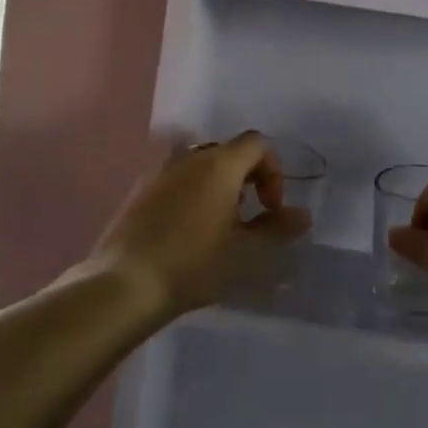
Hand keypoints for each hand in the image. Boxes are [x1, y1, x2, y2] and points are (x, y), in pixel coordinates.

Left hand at [88, 132, 312, 315]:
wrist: (124, 284)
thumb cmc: (194, 264)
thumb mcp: (246, 251)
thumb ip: (277, 228)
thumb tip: (302, 214)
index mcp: (219, 164)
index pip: (257, 143)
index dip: (273, 170)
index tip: (271, 207)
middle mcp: (189, 158)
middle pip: (227, 151)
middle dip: (246, 178)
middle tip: (247, 217)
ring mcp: (159, 172)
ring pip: (199, 166)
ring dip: (217, 186)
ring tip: (217, 226)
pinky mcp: (138, 192)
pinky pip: (174, 181)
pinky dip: (190, 195)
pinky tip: (185, 233)